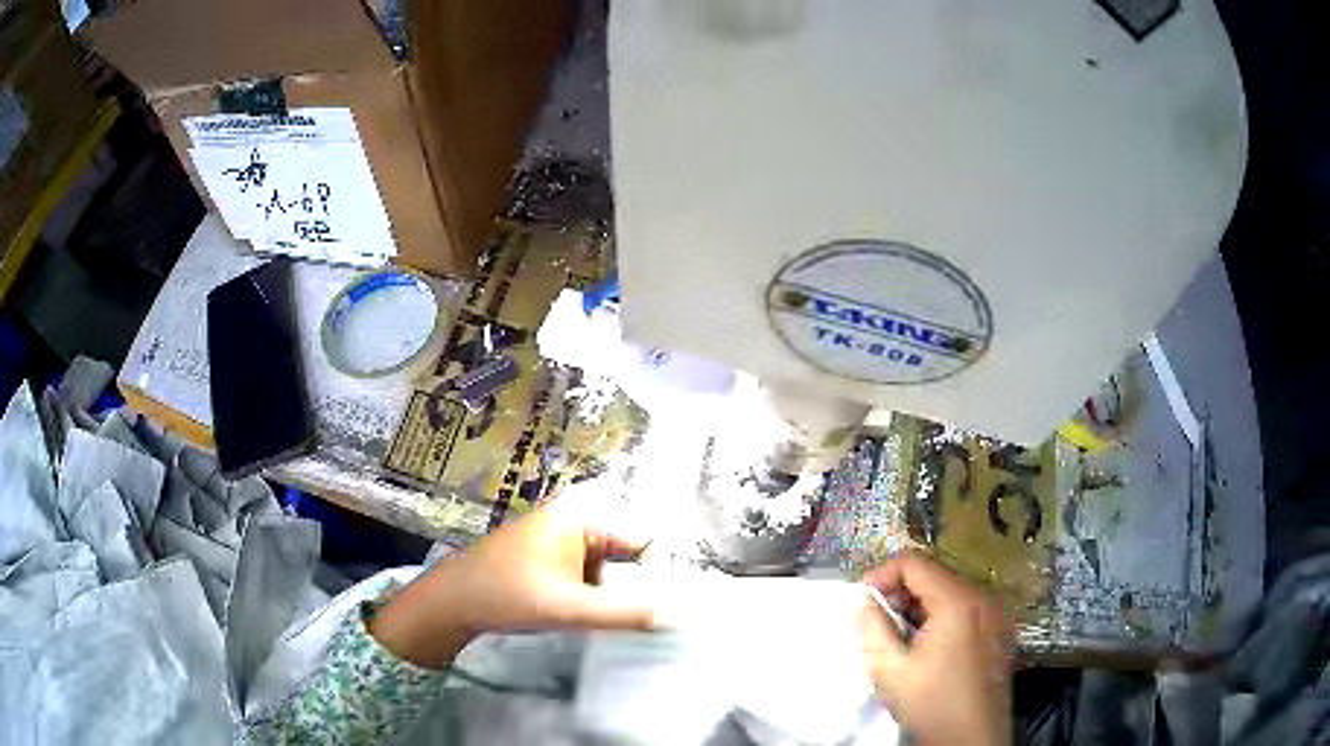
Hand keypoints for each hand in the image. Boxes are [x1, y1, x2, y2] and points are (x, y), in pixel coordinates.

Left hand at [370, 491, 655, 668]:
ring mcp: (559, 537)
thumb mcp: (571, 607)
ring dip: (613, 593)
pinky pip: (587, 573)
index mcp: (582, 514)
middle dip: (635, 586)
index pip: (643, 539)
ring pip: (608, 566)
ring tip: (614, 621)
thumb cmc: (507, 594)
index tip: (661, 609)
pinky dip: (594, 594)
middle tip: (644, 621)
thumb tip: (679, 616)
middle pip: (627, 553)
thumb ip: (626, 613)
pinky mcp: (548, 556)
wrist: (451, 602)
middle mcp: (574, 517)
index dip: (657, 574)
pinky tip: (587, 616)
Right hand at [859, 552, 1013, 745]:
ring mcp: (997, 612)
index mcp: (959, 601)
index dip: (881, 574)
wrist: (973, 738)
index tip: (861, 600)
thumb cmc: (932, 704)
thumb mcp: (890, 670)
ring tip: (900, 635)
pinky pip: (966, 607)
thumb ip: (873, 627)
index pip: (914, 562)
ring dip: (919, 605)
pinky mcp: (1001, 628)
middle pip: (935, 574)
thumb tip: (865, 601)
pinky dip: (941, 615)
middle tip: (877, 620)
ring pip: (950, 590)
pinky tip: (928, 645)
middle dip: (900, 591)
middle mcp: (984, 597)